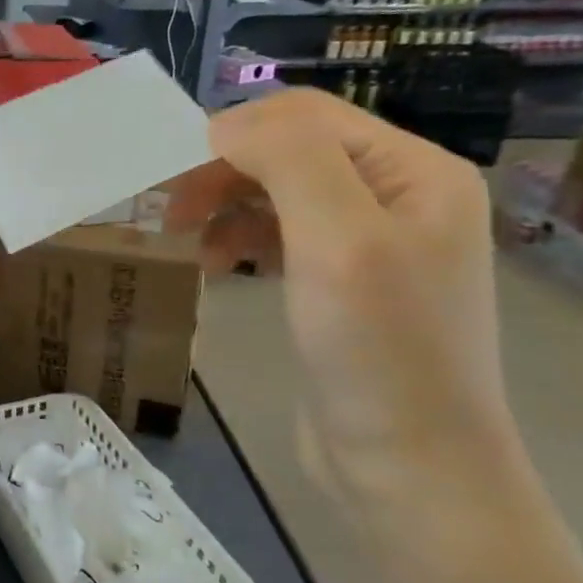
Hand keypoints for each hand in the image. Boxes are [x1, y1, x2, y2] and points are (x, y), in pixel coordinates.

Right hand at [168, 90, 525, 521]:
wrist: (409, 466)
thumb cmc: (378, 350)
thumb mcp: (338, 241)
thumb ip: (289, 162)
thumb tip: (223, 127)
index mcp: (414, 170)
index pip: (306, 116)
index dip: (233, 132)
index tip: (170, 175)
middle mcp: (398, 193)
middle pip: (290, 149)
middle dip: (223, 169)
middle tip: (168, 209)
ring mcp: (371, 240)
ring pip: (278, 189)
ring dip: (225, 202)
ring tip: (186, 238)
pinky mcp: (342, 281)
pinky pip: (280, 232)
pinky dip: (240, 237)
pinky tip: (218, 264)